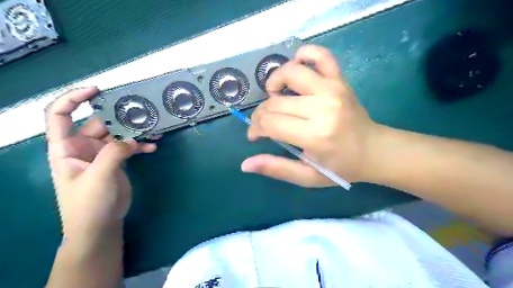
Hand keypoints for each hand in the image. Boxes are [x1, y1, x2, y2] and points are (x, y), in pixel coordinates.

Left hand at [45, 86, 156, 238]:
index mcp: (66, 148)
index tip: (96, 90)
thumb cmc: (88, 204)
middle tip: (141, 113)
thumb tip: (132, 139)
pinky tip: (152, 148)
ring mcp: (101, 154)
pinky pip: (129, 147)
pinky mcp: (116, 161)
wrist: (100, 225)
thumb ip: (114, 153)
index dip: (73, 99)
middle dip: (120, 117)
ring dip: (135, 132)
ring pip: (118, 135)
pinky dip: (140, 146)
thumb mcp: (98, 177)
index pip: (60, 115)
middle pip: (99, 123)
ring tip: (153, 132)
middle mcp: (83, 147)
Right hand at [243, 45, 379, 186]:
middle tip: (263, 124)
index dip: (255, 128)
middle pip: (275, 102)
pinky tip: (297, 70)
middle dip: (260, 114)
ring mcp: (333, 88)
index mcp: (314, 135)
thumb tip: (245, 164)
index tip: (255, 136)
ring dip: (274, 82)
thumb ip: (276, 168)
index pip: (270, 122)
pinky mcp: (340, 79)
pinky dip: (303, 55)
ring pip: (290, 72)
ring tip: (276, 97)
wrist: (375, 150)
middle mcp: (322, 107)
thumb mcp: (307, 177)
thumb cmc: (340, 167)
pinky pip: (320, 54)